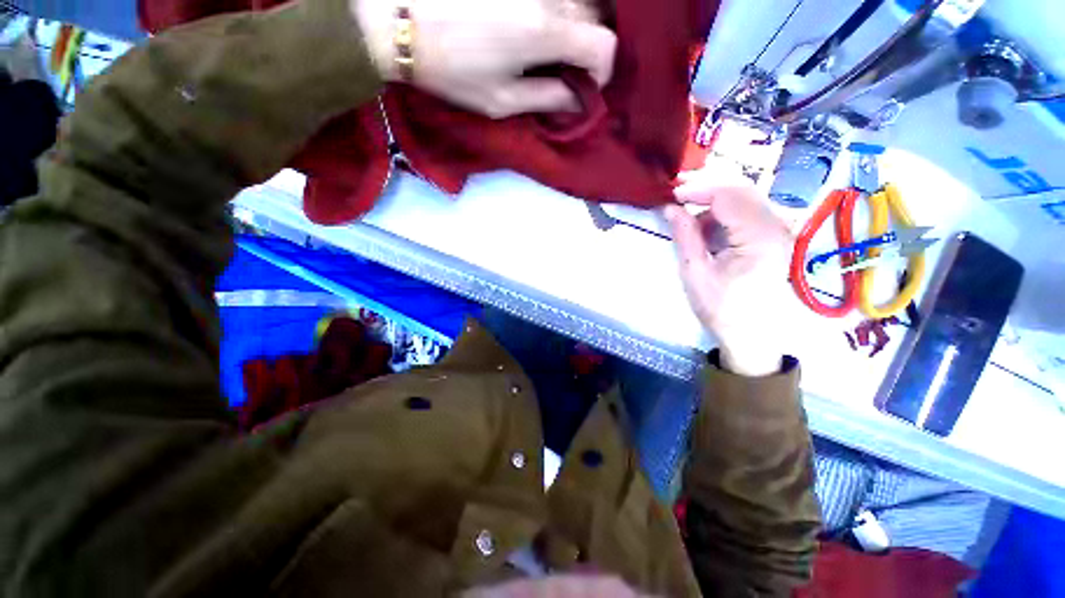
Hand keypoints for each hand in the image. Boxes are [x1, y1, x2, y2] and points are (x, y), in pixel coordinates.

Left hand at [354, 0, 616, 118]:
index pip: (603, 46)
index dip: (603, 71)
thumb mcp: (501, 101)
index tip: (587, 87)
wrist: (399, 20)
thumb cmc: (453, 71)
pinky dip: (557, 8)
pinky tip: (537, 24)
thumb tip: (577, 99)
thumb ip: (546, 98)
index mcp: (545, 31)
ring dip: (576, 22)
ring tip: (555, 46)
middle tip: (570, 67)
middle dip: (591, 46)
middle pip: (595, 14)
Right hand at [665, 172, 793, 376]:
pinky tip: (707, 224)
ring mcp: (780, 231)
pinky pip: (750, 211)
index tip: (672, 194)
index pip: (729, 196)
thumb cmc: (721, 308)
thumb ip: (685, 235)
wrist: (751, 335)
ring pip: (747, 198)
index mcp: (760, 238)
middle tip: (678, 195)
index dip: (699, 189)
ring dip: (715, 199)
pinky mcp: (776, 237)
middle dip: (707, 187)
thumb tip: (670, 208)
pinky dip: (725, 212)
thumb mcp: (695, 272)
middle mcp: (778, 227)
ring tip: (688, 210)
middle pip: (742, 190)